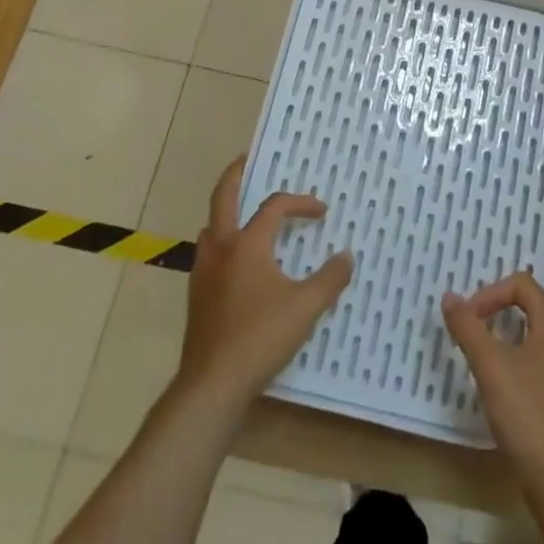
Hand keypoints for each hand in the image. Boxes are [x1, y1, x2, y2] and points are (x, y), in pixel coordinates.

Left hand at [176, 157, 352, 418]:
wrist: (212, 383)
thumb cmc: (261, 337)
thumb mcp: (306, 307)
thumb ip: (329, 279)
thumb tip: (345, 256)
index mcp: (248, 244)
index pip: (274, 207)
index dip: (300, 203)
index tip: (322, 213)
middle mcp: (221, 249)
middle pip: (222, 198)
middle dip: (234, 175)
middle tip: (246, 159)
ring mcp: (203, 272)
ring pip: (211, 227)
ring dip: (227, 212)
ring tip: (245, 214)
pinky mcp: (197, 295)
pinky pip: (209, 254)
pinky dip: (223, 242)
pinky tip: (238, 263)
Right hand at [442, 259, 543, 487]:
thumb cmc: (527, 414)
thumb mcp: (490, 367)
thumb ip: (469, 328)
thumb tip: (450, 296)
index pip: (526, 286)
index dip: (494, 292)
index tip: (470, 315)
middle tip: (541, 254)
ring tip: (522, 295)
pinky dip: (537, 331)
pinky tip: (516, 345)